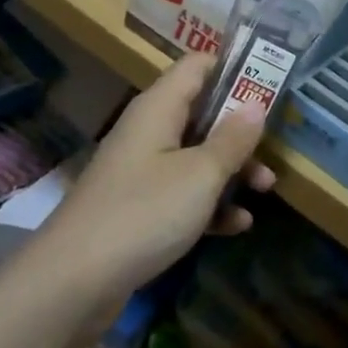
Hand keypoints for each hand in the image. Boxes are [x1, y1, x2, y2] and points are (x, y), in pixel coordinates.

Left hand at [29, 52, 275, 322]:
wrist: (73, 281)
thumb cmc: (144, 213)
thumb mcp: (199, 175)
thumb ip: (232, 139)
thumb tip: (256, 103)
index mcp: (159, 107)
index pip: (198, 66)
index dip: (234, 69)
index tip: (270, 84)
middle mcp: (148, 130)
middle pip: (201, 112)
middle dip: (239, 129)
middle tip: (274, 147)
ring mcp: (141, 170)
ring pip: (195, 155)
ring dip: (230, 169)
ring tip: (265, 188)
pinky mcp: (138, 207)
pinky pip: (181, 193)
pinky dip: (209, 203)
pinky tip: (238, 224)